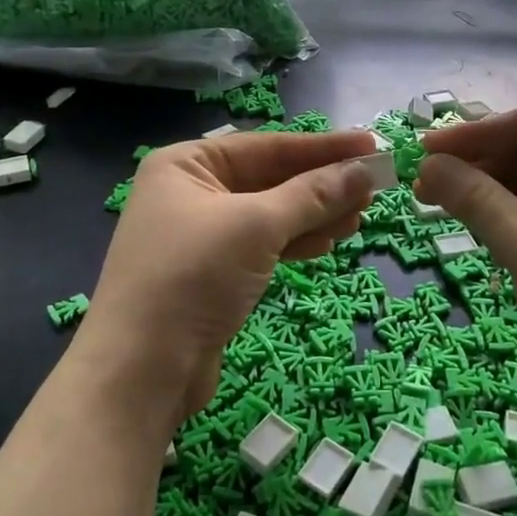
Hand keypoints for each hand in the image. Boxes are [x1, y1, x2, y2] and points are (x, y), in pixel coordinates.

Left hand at [73, 129, 376, 431]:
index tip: (371, 145)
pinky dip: (294, 242)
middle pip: (269, 179)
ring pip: (269, 214)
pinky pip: (261, 245)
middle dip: (321, 185)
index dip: (323, 147)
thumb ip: (313, 195)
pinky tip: (327, 243)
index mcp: (186, 164)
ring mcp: (198, 235)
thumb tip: (364, 169)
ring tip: (360, 217)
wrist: (142, 370)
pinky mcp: (210, 273)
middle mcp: (189, 192)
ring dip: (314, 215)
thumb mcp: (256, 226)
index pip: (267, 146)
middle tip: (374, 187)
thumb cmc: (194, 277)